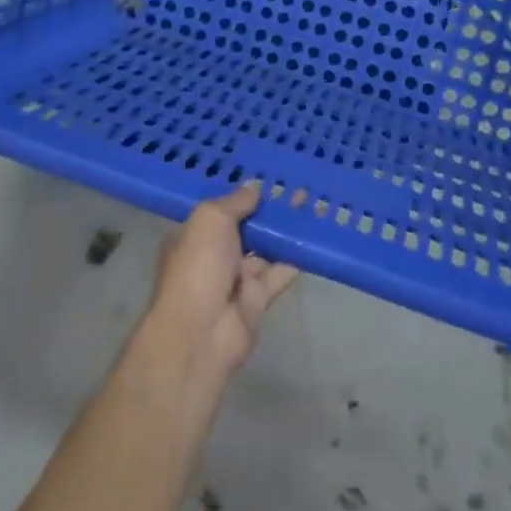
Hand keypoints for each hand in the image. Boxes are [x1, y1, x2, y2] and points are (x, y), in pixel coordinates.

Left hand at [137, 184, 298, 391]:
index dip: (243, 195)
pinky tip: (315, 237)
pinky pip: (279, 273)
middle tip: (299, 187)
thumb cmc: (198, 265)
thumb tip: (254, 187)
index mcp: (195, 234)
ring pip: (266, 248)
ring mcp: (236, 279)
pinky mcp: (258, 300)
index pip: (221, 210)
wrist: (201, 333)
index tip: (269, 177)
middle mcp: (214, 255)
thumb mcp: (211, 219)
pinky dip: (295, 257)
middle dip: (269, 210)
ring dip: (286, 230)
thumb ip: (235, 202)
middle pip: (246, 227)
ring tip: (313, 204)